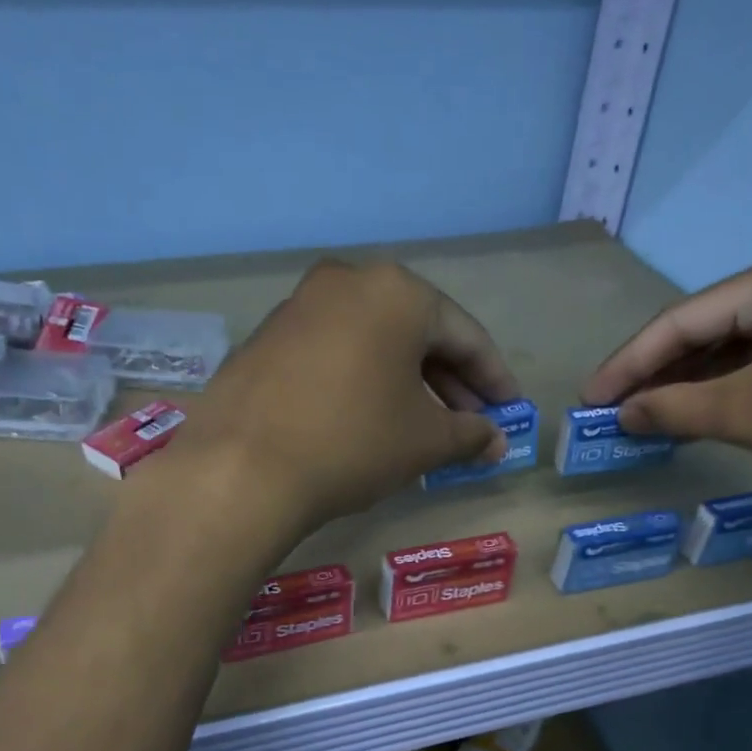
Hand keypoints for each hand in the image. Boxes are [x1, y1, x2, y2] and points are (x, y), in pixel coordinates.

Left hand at [170, 259, 520, 528]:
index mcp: (396, 291)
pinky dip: (360, 381)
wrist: (242, 468)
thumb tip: (495, 441)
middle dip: (448, 382)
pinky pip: (332, 354)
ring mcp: (298, 307)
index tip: (509, 411)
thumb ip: (470, 434)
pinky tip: (368, 419)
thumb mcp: (425, 441)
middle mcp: (346, 282)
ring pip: (371, 343)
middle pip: (415, 333)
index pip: (464, 335)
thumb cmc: (353, 443)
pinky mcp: (265, 339)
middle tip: (469, 424)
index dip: (493, 378)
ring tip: (422, 427)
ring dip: (404, 383)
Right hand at [582, 237, 751, 507]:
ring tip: (654, 415)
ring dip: (698, 381)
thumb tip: (621, 413)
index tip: (589, 400)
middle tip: (617, 411)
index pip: (683, 318)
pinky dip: (741, 384)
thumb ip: (676, 408)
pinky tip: (714, 410)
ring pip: (747, 343)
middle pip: (714, 326)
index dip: (628, 363)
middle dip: (662, 372)